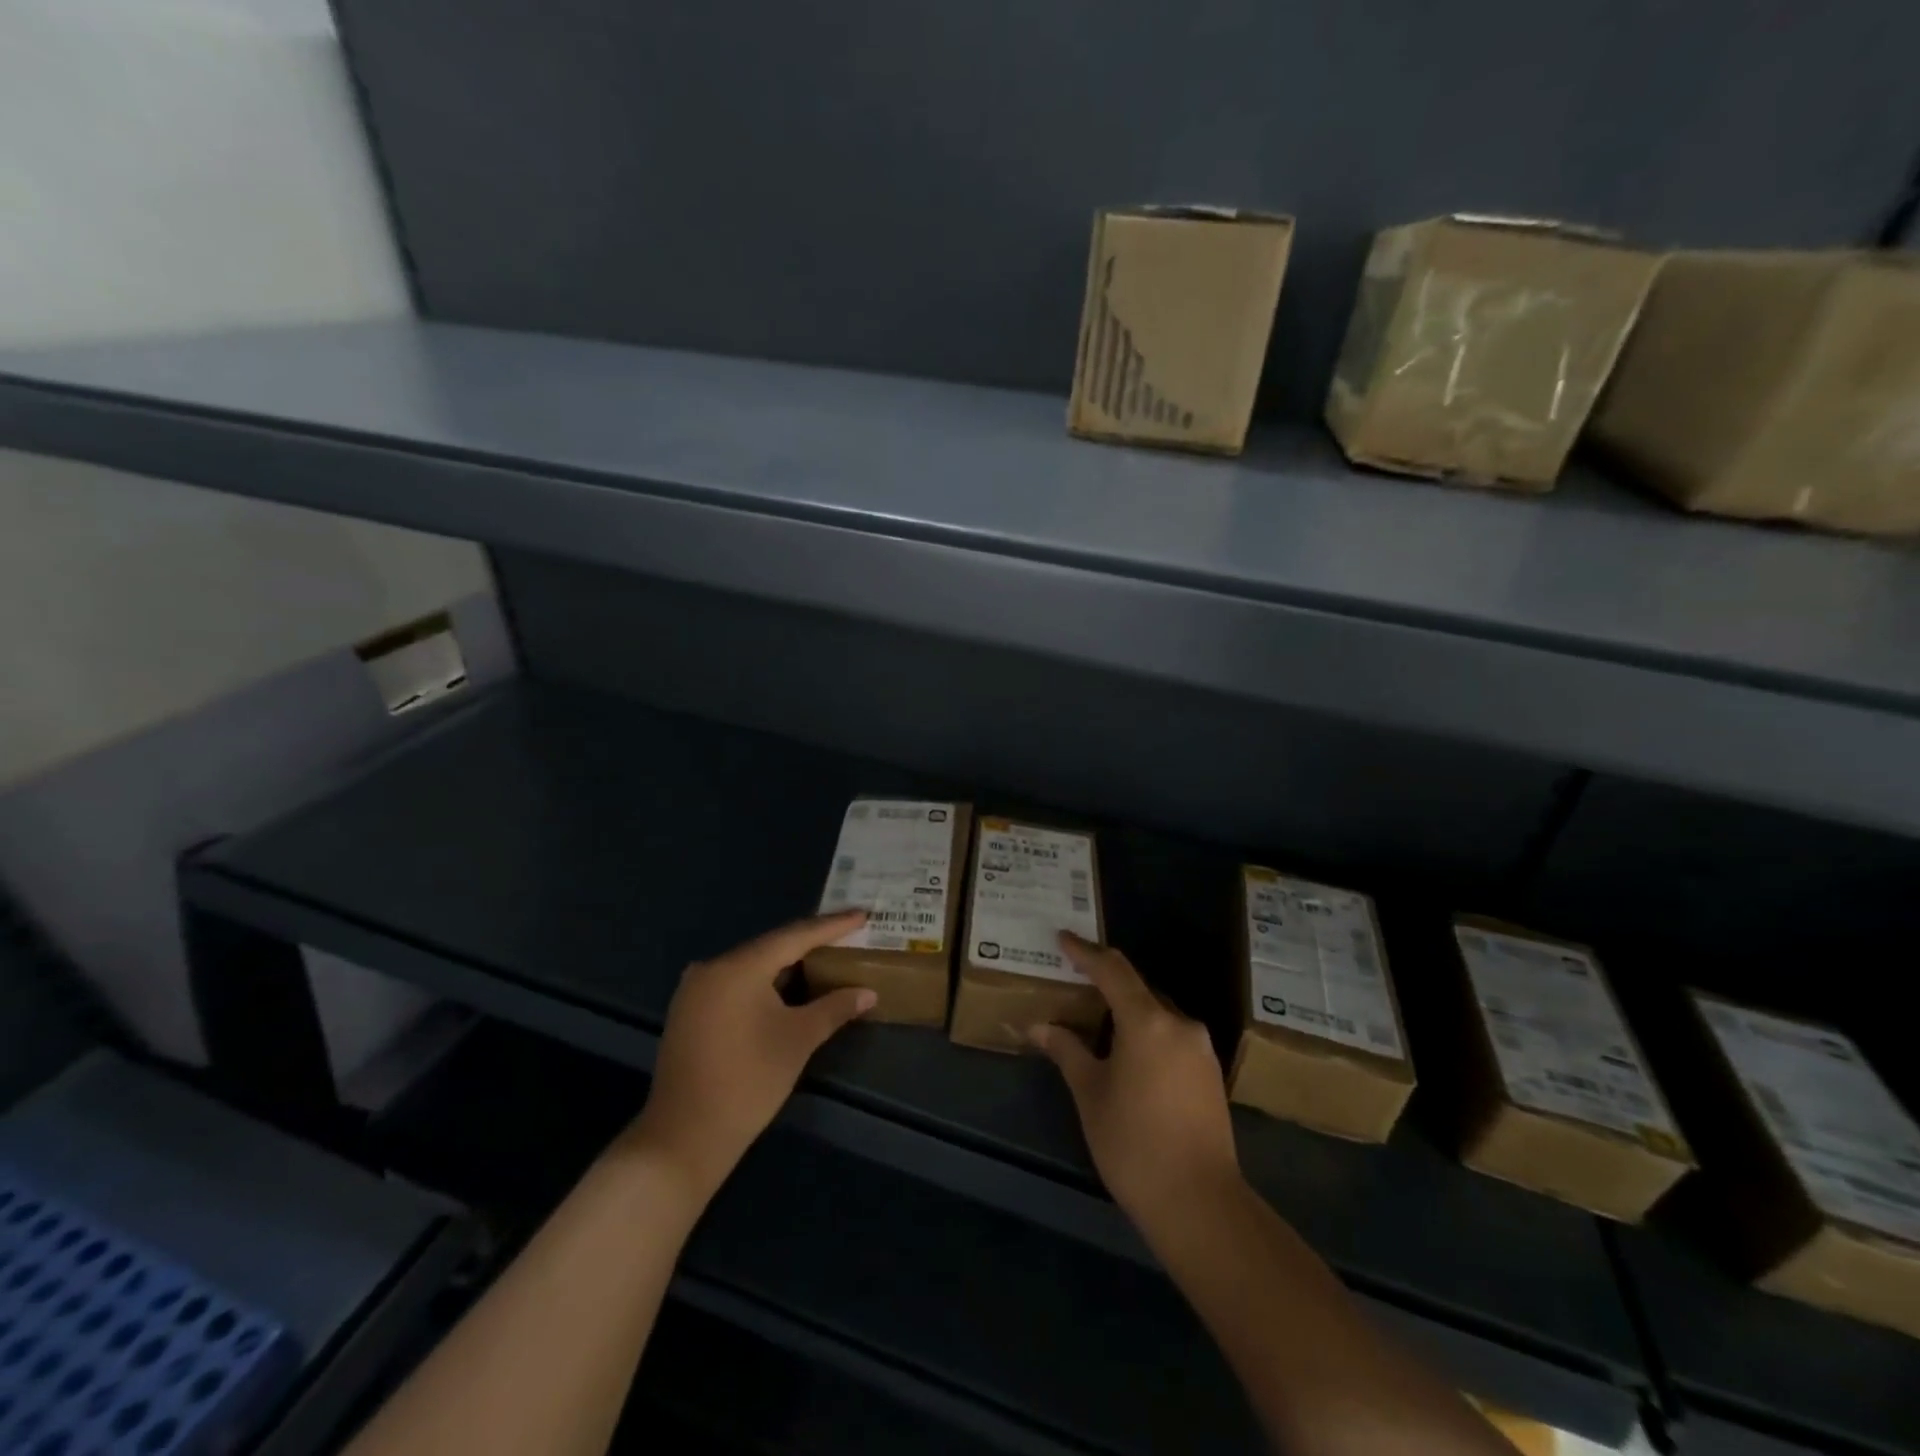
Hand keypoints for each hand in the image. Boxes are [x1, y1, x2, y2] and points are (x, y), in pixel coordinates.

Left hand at [629, 911, 875, 1200]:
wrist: (684, 1139)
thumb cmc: (748, 1082)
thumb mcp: (798, 1040)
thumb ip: (834, 1008)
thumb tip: (868, 992)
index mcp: (738, 967)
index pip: (794, 936)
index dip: (832, 926)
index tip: (862, 913)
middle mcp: (712, 968)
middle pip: (771, 947)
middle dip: (811, 942)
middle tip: (847, 933)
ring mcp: (695, 990)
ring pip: (752, 966)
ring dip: (788, 963)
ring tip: (825, 955)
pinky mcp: (689, 1011)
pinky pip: (736, 983)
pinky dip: (765, 981)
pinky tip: (788, 985)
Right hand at [1028, 932, 1241, 1233]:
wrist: (1200, 1202)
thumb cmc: (1133, 1143)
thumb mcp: (1090, 1093)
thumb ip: (1066, 1050)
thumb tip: (1037, 1026)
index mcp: (1147, 1020)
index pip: (1112, 970)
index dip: (1085, 952)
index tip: (1063, 939)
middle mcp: (1179, 1023)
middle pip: (1138, 989)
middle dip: (1106, 982)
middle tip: (1075, 982)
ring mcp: (1201, 1048)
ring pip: (1157, 1013)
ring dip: (1128, 1011)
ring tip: (1098, 1021)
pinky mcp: (1210, 1073)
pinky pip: (1172, 1036)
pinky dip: (1147, 1033)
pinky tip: (1129, 1054)